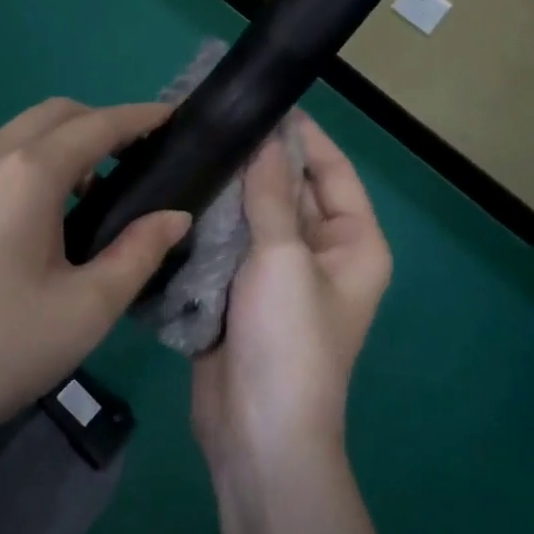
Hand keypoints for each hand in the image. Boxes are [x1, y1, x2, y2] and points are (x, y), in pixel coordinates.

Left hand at [0, 98, 192, 473]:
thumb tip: (175, 216)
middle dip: (102, 122)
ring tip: (96, 188)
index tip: (173, 116)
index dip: (140, 117)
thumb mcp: (85, 310)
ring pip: (20, 133)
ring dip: (64, 141)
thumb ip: (138, 253)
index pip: (97, 126)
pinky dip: (31, 161)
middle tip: (138, 157)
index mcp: (26, 174)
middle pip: (55, 114)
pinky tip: (43, 212)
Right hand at [192, 114, 391, 473]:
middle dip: (258, 159)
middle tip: (213, 120)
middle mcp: (321, 252)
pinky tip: (181, 190)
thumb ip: (269, 195)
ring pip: (255, 215)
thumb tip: (263, 138)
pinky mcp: (242, 291)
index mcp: (353, 242)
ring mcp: (279, 273)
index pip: (332, 170)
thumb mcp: (283, 258)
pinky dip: (212, 220)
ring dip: (230, 188)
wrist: (258, 433)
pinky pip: (230, 242)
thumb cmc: (289, 340)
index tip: (263, 100)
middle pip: (290, 189)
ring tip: (191, 146)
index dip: (302, 135)